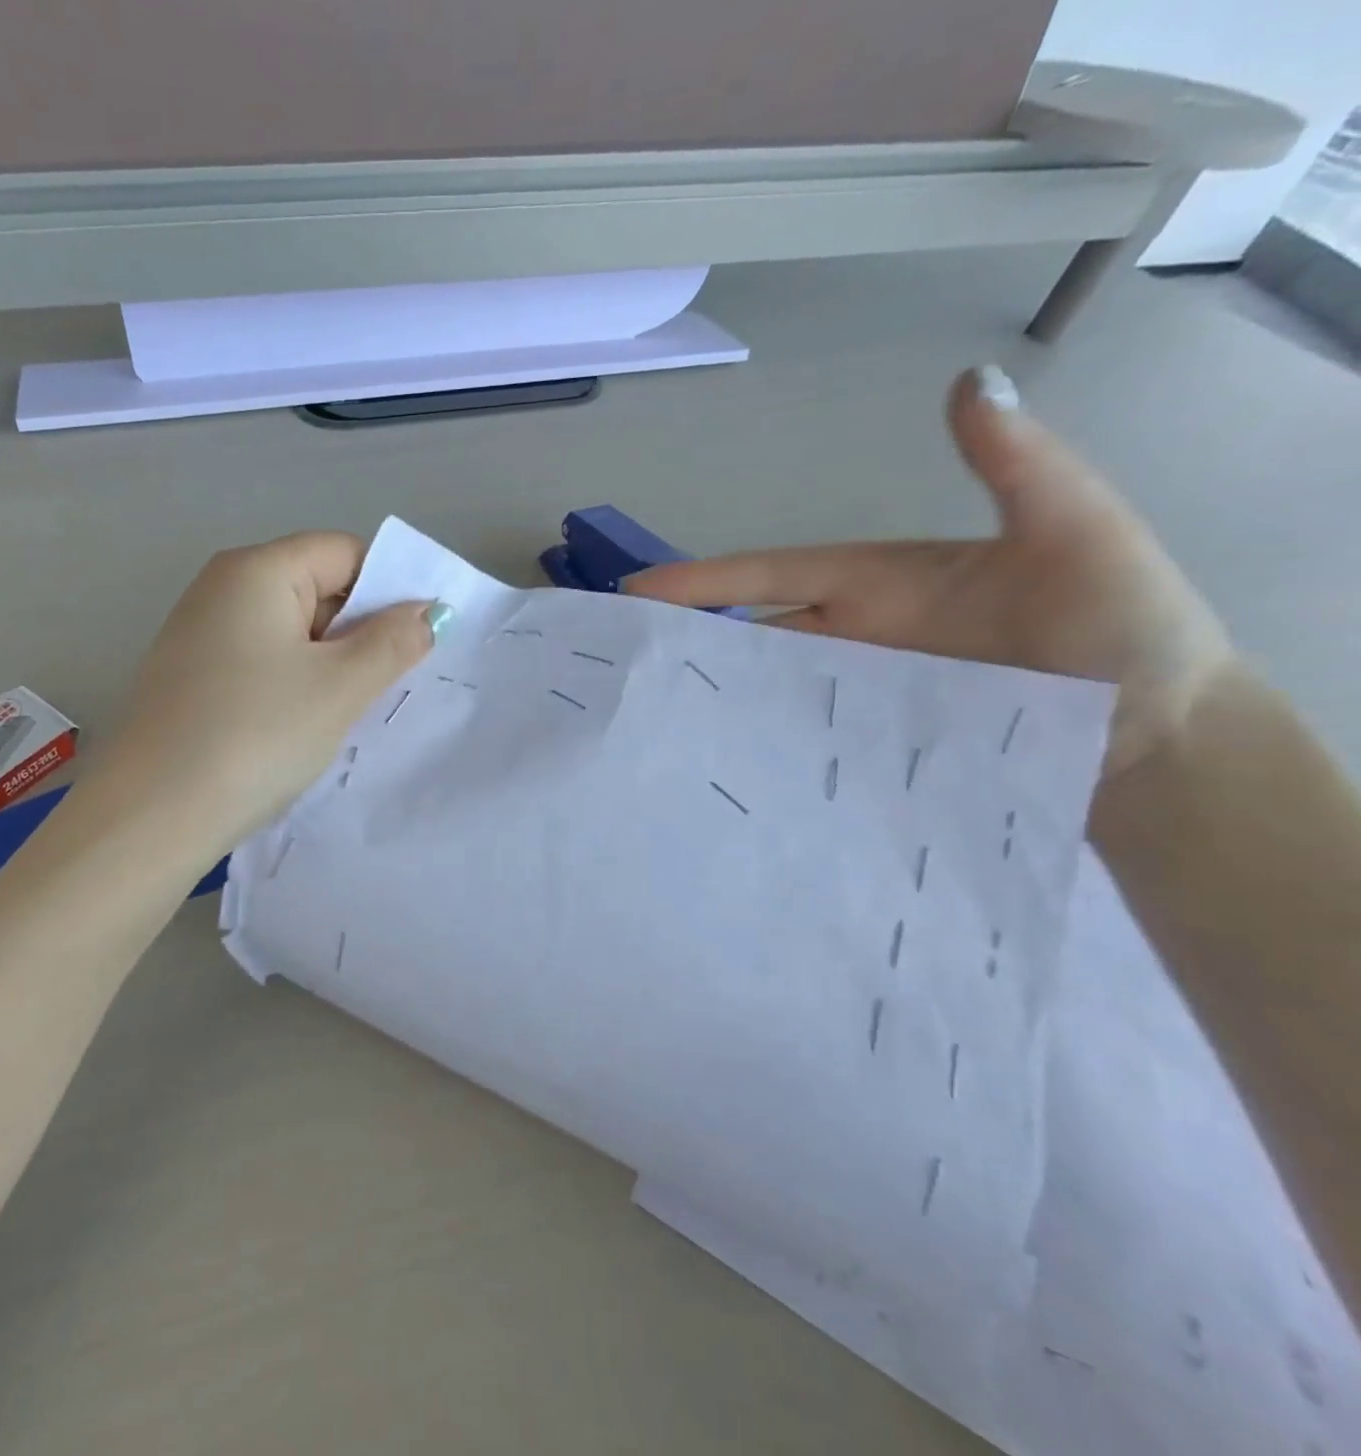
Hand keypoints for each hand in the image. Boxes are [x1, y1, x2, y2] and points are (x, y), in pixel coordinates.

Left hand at [100, 531, 439, 849]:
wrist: (153, 816)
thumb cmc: (256, 736)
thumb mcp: (340, 688)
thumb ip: (392, 642)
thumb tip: (428, 613)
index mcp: (256, 570)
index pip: (343, 552)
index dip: (389, 589)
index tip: (419, 640)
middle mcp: (221, 588)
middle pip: (316, 587)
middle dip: (360, 630)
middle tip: (391, 682)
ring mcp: (199, 634)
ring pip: (290, 631)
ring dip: (330, 663)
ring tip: (349, 711)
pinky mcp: (190, 677)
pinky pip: (261, 662)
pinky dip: (293, 683)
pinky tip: (302, 725)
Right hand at [624, 366, 1235, 776]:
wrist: (1161, 731)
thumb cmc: (1119, 623)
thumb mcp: (1075, 531)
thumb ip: (1015, 466)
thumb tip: (967, 382)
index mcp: (874, 583)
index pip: (770, 577)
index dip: (704, 582)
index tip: (636, 592)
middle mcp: (853, 636)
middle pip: (753, 635)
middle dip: (687, 640)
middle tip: (620, 659)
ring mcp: (858, 693)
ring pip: (769, 690)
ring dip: (714, 698)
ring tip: (651, 715)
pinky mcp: (871, 742)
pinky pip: (801, 738)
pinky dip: (758, 743)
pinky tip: (719, 761)